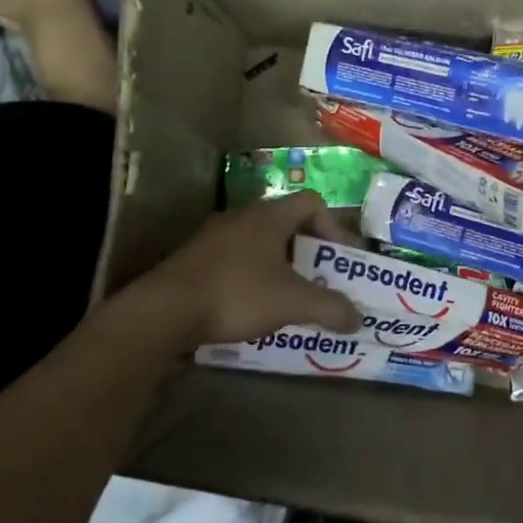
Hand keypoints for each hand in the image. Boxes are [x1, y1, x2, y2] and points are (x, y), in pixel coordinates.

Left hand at [136, 193, 362, 347]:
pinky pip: (237, 260)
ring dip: (281, 266)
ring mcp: (214, 237)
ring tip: (291, 296)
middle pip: (287, 223)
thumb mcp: (293, 302)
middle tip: (321, 279)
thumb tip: (358, 320)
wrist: (163, 311)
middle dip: (309, 251)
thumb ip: (330, 308)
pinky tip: (255, 307)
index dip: (333, 227)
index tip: (340, 258)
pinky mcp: (195, 260)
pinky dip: (255, 277)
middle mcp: (242, 217)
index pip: (312, 203)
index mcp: (269, 216)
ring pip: (261, 243)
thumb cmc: (237, 294)